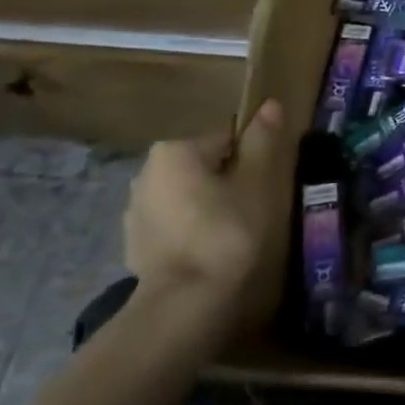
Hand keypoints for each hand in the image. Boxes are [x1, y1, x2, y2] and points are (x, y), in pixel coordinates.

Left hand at [123, 99, 288, 322]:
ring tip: (234, 232)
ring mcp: (135, 209)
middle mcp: (146, 171)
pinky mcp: (134, 242)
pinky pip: (174, 222)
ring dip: (209, 205)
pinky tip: (210, 250)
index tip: (267, 184)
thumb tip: (270, 104)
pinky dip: (192, 229)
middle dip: (229, 180)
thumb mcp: (256, 182)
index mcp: (175, 150)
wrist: (185, 300)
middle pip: (205, 165)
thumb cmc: (227, 231)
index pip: (227, 139)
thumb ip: (262, 140)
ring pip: (187, 194)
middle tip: (254, 208)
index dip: (253, 159)